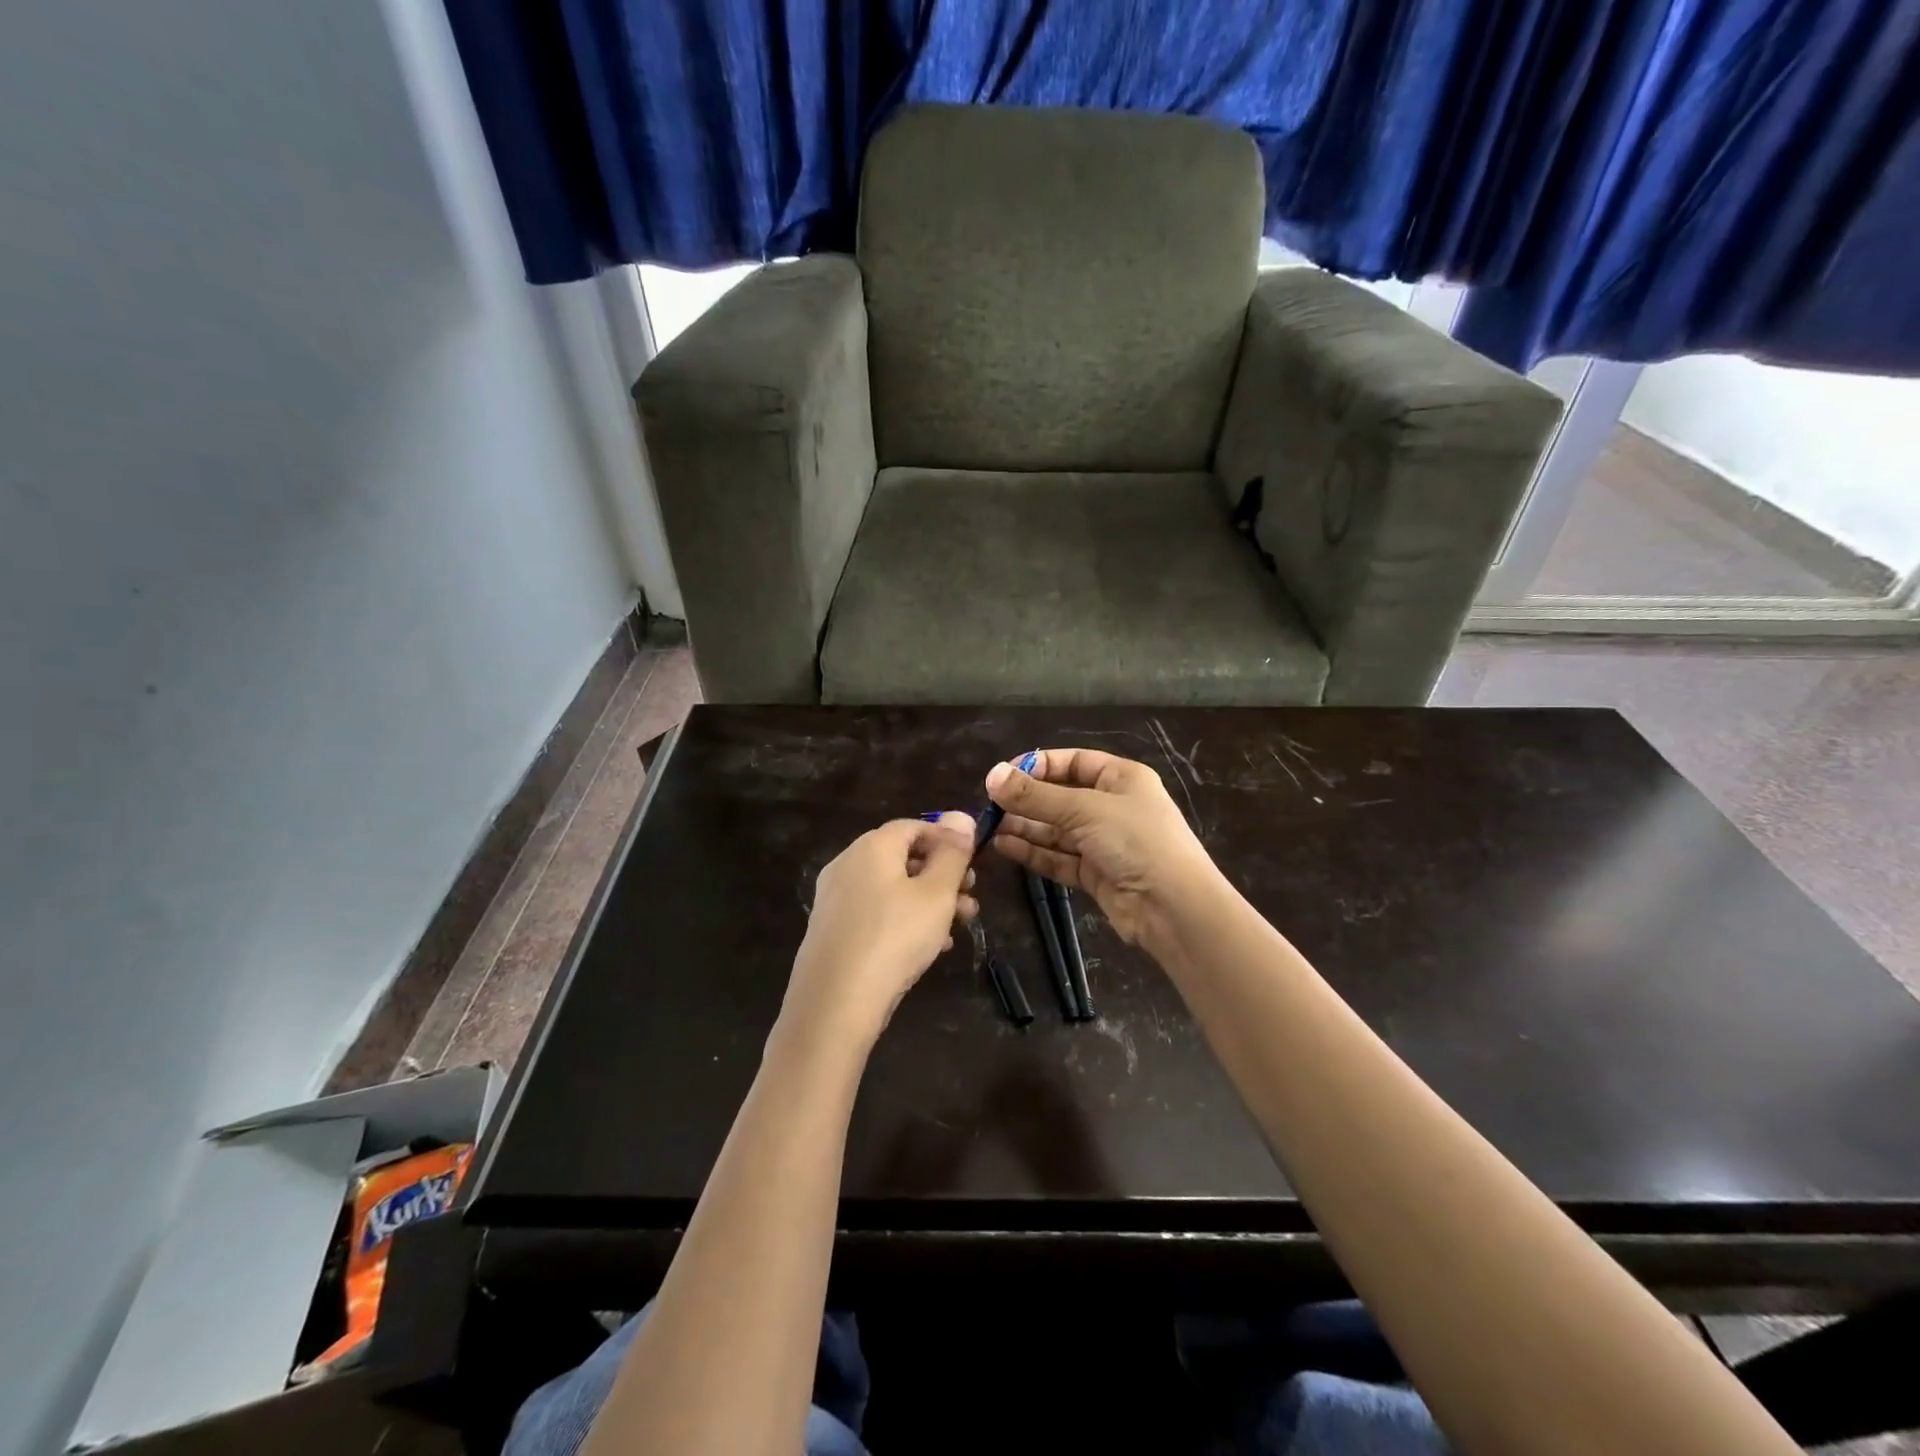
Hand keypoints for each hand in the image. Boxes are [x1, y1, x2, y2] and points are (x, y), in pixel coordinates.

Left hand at [784, 813, 978, 1047]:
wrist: (835, 1003)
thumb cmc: (895, 937)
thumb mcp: (936, 893)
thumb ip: (952, 853)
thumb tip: (961, 816)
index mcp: (872, 846)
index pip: (914, 826)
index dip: (947, 841)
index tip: (973, 866)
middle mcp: (847, 864)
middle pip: (902, 858)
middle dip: (942, 876)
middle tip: (970, 900)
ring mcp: (835, 898)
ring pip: (890, 889)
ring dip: (927, 902)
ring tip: (957, 928)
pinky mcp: (830, 930)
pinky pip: (874, 914)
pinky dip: (902, 921)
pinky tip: (927, 948)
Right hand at [985, 749, 1223, 945]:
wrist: (1173, 907)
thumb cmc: (1135, 841)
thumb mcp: (1084, 810)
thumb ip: (1035, 796)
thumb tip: (991, 776)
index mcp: (1121, 778)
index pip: (1073, 762)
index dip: (1038, 766)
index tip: (1003, 775)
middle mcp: (1112, 806)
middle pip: (1061, 797)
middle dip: (1027, 800)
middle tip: (989, 805)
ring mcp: (1104, 842)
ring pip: (1057, 829)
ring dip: (1025, 827)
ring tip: (990, 827)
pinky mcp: (1095, 873)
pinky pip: (1059, 857)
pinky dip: (1034, 851)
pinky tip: (1004, 846)